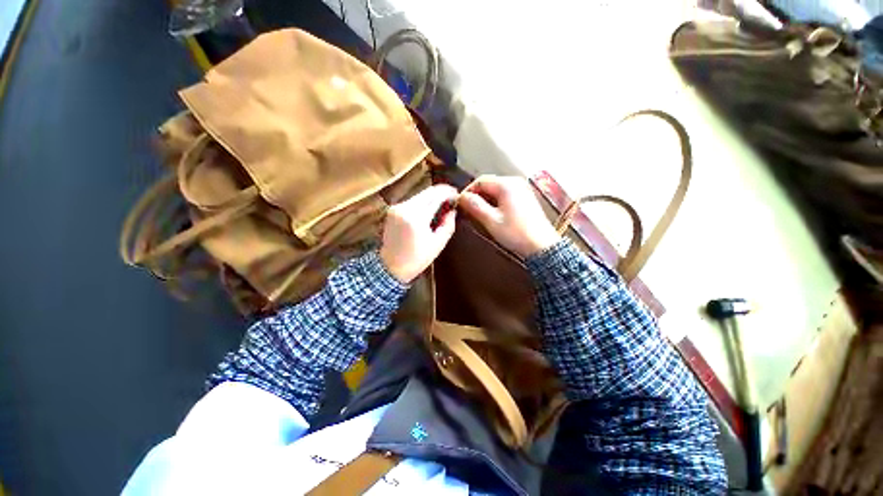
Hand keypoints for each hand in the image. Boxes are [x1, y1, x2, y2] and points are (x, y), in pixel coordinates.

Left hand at [380, 184, 458, 282]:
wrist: (390, 267)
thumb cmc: (416, 259)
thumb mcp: (438, 244)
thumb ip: (448, 225)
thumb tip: (453, 210)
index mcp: (416, 217)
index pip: (436, 195)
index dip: (449, 192)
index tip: (458, 195)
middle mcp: (404, 208)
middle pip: (427, 192)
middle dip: (441, 192)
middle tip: (452, 198)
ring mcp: (396, 207)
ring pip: (420, 195)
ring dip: (432, 197)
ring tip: (443, 205)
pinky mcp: (392, 210)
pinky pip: (412, 201)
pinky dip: (422, 202)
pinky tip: (429, 210)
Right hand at [459, 175, 559, 257]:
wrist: (541, 245)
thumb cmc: (516, 233)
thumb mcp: (491, 221)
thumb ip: (475, 206)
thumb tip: (461, 197)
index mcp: (506, 185)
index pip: (481, 181)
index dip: (468, 191)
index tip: (460, 203)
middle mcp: (515, 182)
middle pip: (489, 183)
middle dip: (477, 195)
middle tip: (468, 209)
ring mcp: (522, 189)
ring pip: (496, 189)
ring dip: (485, 199)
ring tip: (478, 212)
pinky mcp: (525, 197)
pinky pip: (505, 194)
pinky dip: (495, 201)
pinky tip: (492, 213)